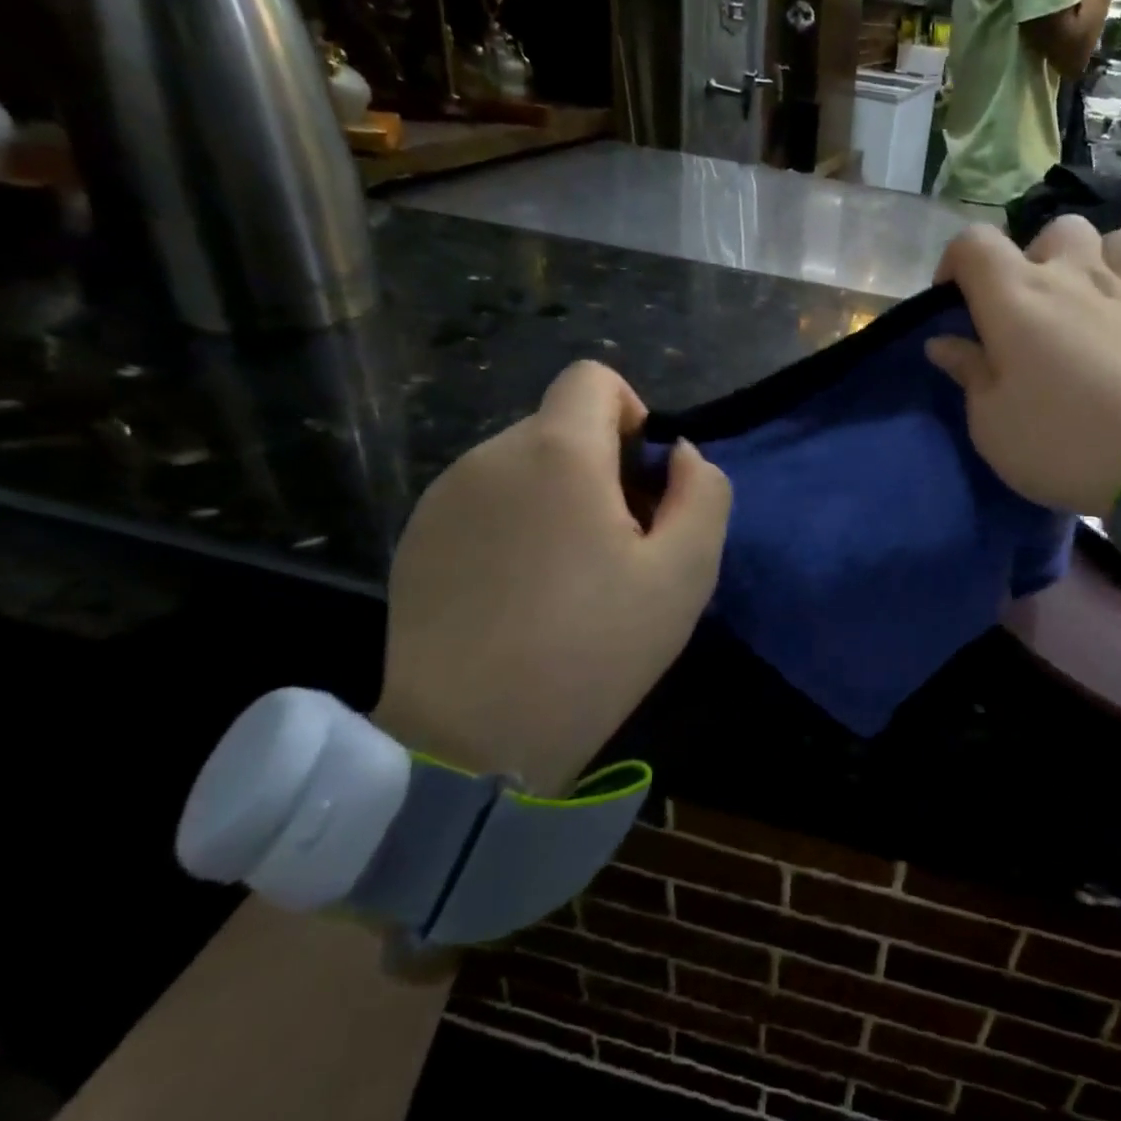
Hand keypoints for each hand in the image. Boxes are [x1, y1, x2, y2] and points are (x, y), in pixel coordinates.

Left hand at [376, 361, 730, 793]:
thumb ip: (704, 491)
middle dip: (600, 467)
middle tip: (616, 548)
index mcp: (558, 454)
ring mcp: (444, 497)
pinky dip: (515, 524)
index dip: (631, 414)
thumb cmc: (594, 650)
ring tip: (567, 577)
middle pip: (560, 426)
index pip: (593, 379)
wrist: (472, 741)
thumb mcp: (686, 573)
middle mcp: (491, 456)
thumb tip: (679, 455)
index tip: (642, 480)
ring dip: (557, 497)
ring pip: (523, 465)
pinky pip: (485, 501)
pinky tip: (519, 594)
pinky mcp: (416, 538)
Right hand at [926, 218, 1120, 515]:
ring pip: (1113, 239)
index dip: (953, 263)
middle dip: (1031, 259)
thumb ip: (968, 373)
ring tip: (1080, 302)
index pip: (973, 243)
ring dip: (1091, 259)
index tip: (951, 305)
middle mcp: (1071, 278)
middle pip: (1052, 231)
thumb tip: (945, 344)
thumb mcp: (990, 422)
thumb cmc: (1058, 440)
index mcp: (1015, 296)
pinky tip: (1117, 329)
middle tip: (1023, 311)